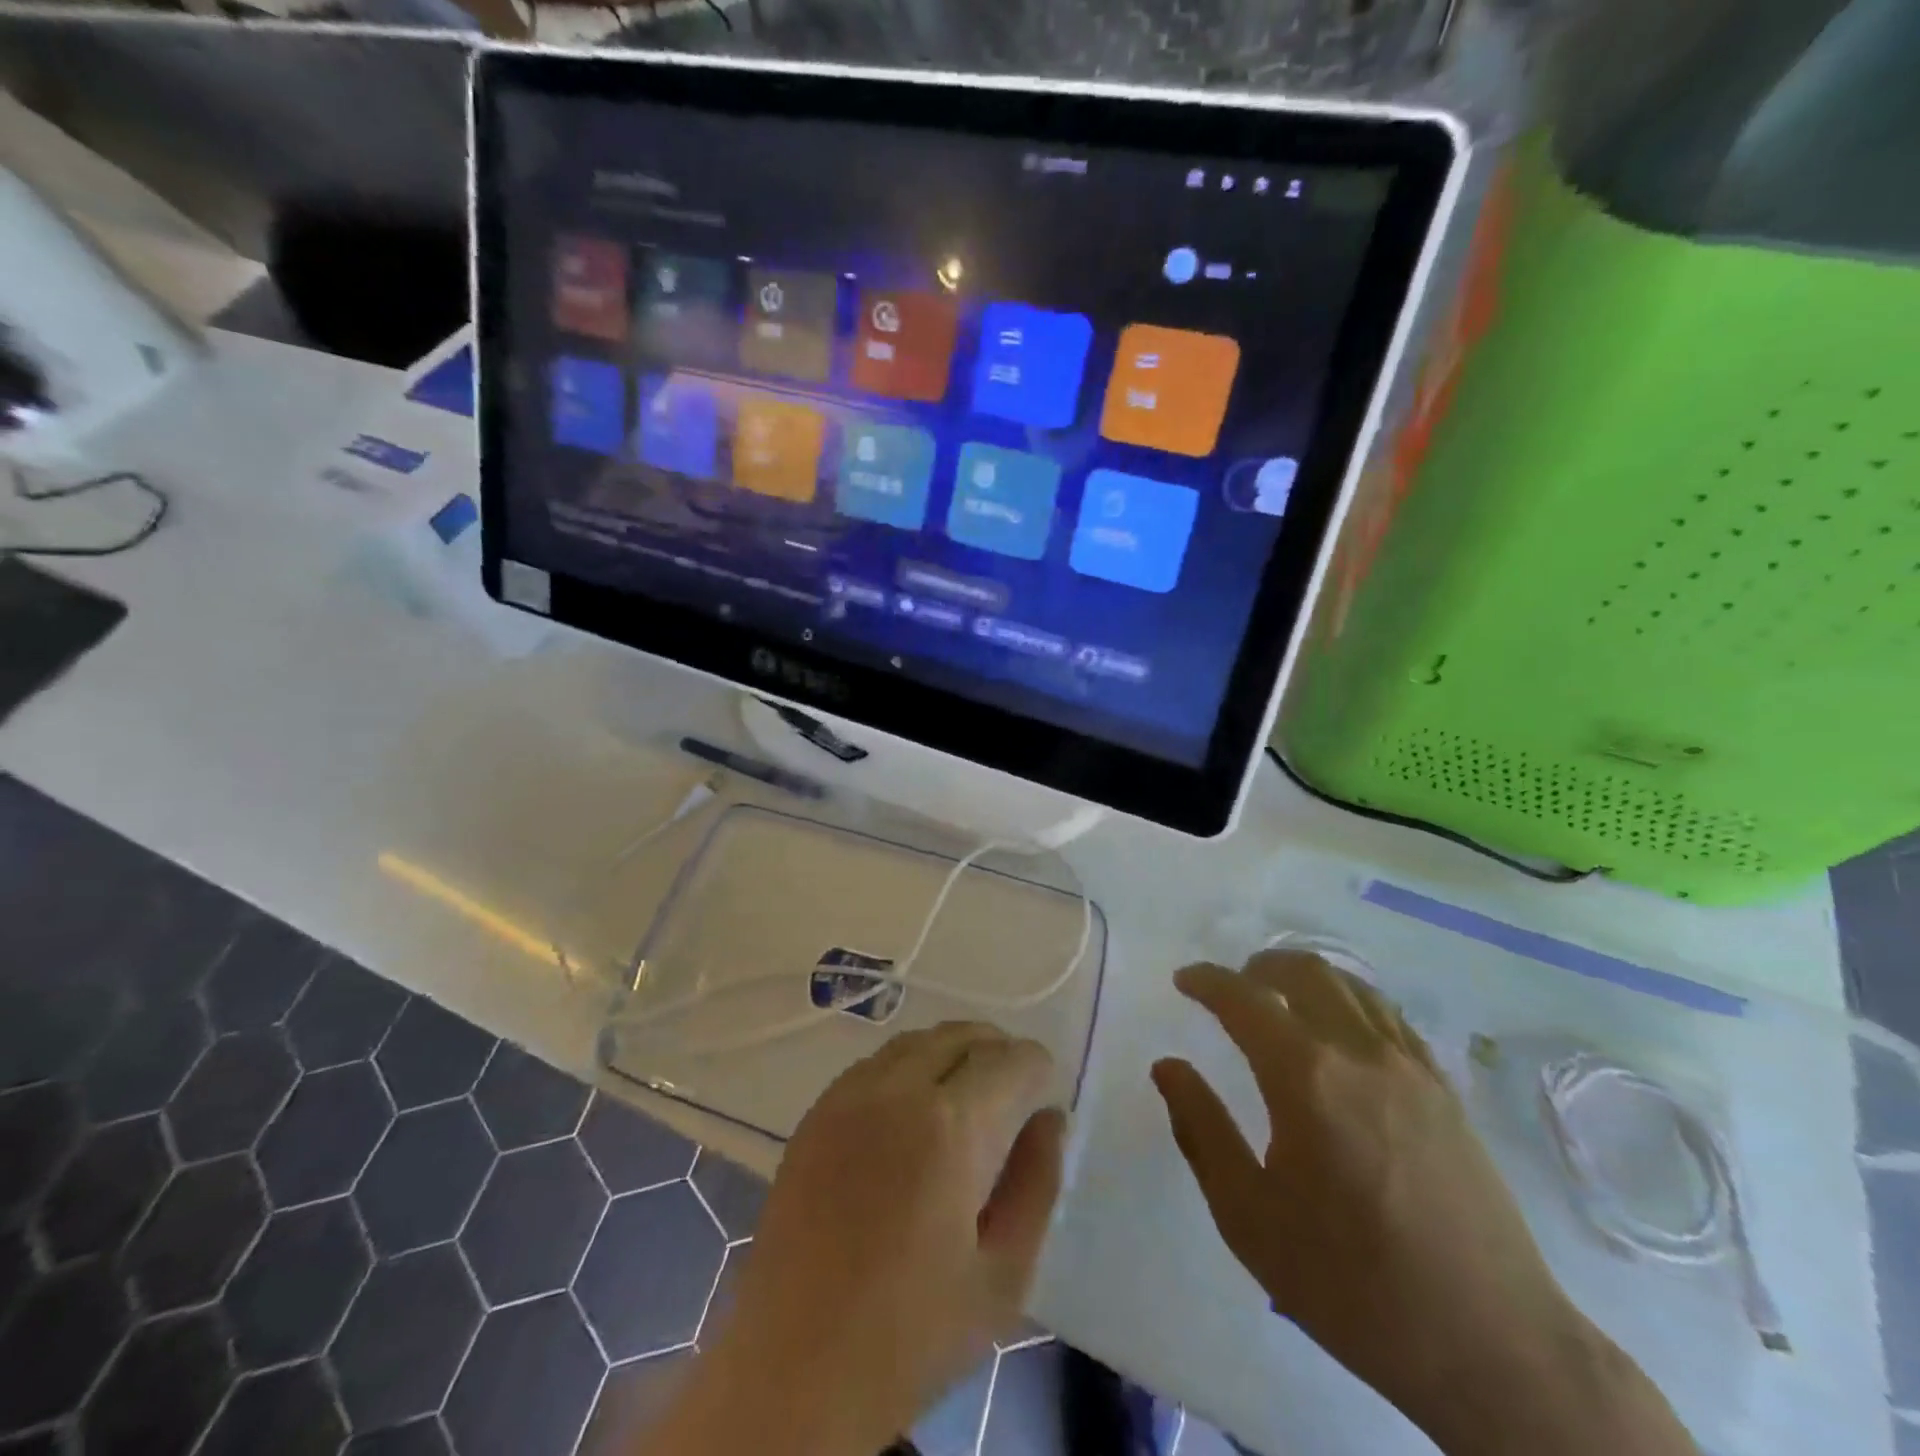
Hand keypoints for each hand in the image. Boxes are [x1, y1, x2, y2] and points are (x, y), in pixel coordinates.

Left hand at [651, 1022, 1064, 1455]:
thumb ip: (1036, 1184)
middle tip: (1013, 1086)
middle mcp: (897, 1090)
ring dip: (952, 1050)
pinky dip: (909, 1066)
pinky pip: (875, 1064)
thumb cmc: (912, 1332)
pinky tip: (913, 1108)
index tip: (1044, 1090)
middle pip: (961, 1035)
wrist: (794, 1369)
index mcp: (951, 1126)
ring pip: (916, 1041)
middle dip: (997, 1049)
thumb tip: (1049, 1118)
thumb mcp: (1003, 1276)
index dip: (1036, 1067)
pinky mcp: (816, 1113)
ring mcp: (849, 1095)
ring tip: (968, 1090)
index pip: (1009, 1060)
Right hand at [1151, 952, 1693, 1455]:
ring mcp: (1411, 1066)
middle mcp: (1360, 1052)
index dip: (1207, 981)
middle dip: (1258, 967)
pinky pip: (1388, 1015)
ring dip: (1305, 978)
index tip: (1184, 981)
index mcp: (1306, 1078)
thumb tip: (1168, 1066)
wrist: (1493, 1347)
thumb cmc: (1353, 1284)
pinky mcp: (1445, 1089)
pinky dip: (1350, 1001)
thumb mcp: (1249, 1217)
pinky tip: (1340, 1032)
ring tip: (1280, 1000)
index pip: (1243, 1000)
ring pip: (1351, 985)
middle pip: (1304, 972)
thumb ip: (1201, 1130)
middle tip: (1232, 988)